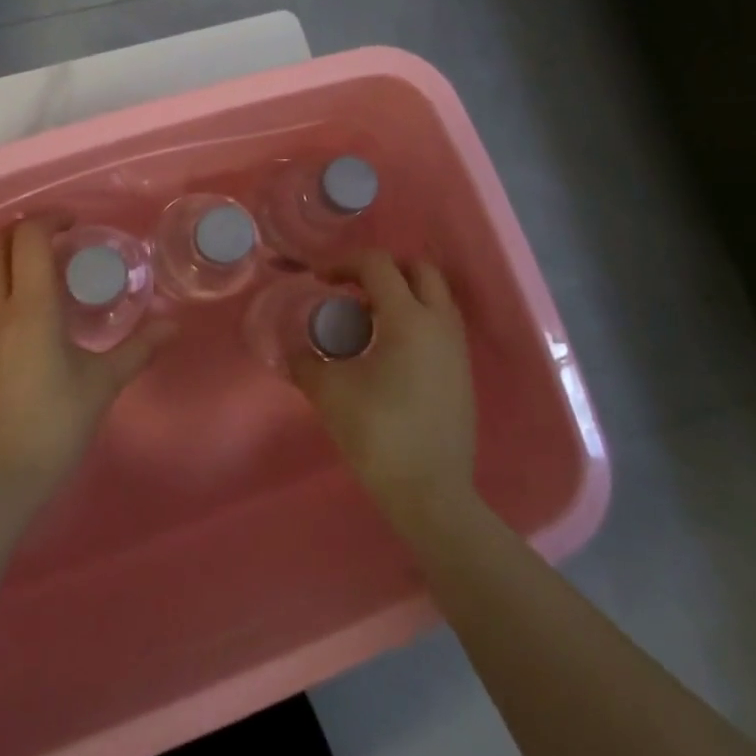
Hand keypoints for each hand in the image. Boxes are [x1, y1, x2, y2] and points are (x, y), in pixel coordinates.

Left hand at [0, 218, 176, 496]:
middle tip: (59, 234)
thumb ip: (140, 348)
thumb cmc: (59, 422)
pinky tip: (31, 292)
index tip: (77, 223)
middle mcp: (0, 308)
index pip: (28, 240)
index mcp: (32, 308)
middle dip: (24, 227)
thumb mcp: (104, 382)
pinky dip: (1, 272)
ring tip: (44, 256)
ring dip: (7, 247)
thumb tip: (174, 325)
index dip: (50, 219)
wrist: (8, 472)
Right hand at [288, 251, 477, 525]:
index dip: (344, 263)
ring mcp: (457, 347)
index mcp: (408, 318)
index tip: (320, 281)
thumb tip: (293, 350)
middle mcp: (440, 323)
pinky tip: (388, 350)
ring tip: (367, 319)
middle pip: (418, 269)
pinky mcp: (462, 371)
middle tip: (351, 289)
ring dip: (401, 293)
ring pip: (434, 295)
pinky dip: (415, 317)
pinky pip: (440, 323)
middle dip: (382, 269)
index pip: (378, 264)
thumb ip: (305, 362)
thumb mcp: (329, 393)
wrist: (431, 493)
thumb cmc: (379, 434)